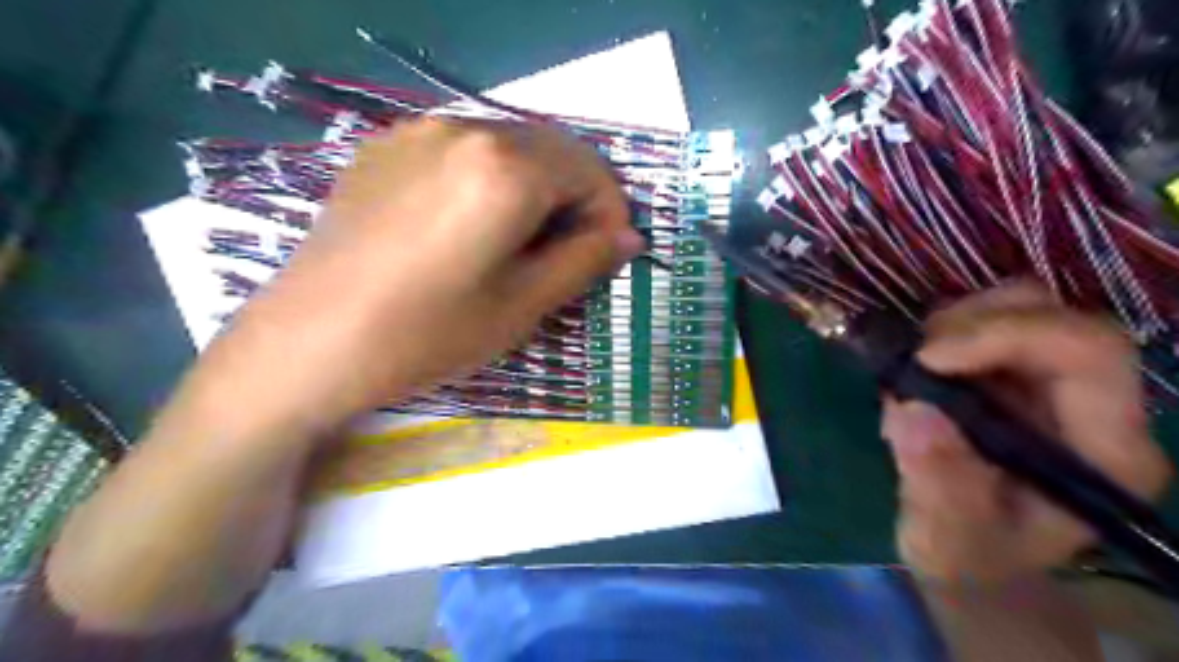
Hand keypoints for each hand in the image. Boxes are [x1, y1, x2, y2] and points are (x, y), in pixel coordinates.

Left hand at [197, 120, 647, 440]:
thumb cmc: (428, 333)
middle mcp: (464, 129)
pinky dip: (487, 181)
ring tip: (520, 243)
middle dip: (575, 198)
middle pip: (551, 150)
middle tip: (569, 253)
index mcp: (506, 166)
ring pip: (507, 147)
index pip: (590, 171)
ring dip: (533, 188)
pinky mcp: (383, 149)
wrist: (308, 344)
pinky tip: (468, 228)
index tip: (607, 256)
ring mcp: (416, 133)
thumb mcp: (522, 304)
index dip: (610, 213)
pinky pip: (460, 153)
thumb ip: (585, 261)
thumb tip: (629, 237)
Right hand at [884, 285, 1168, 584]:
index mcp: (1105, 448)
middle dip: (969, 324)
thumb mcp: (946, 535)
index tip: (926, 360)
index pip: (1088, 350)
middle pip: (1054, 313)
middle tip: (913, 363)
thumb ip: (937, 481)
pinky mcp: (1015, 372)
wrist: (970, 551)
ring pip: (1019, 305)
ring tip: (912, 374)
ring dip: (952, 326)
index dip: (1004, 335)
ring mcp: (1054, 382)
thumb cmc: (969, 553)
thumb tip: (914, 411)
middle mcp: (1095, 404)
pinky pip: (984, 319)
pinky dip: (941, 333)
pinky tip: (918, 374)